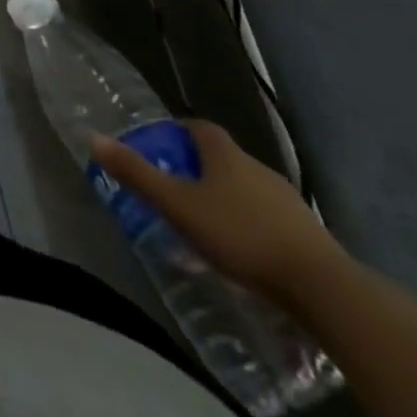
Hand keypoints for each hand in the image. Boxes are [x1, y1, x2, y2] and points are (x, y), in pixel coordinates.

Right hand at [89, 119, 347, 301]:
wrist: (324, 289)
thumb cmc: (240, 236)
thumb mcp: (178, 205)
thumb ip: (136, 173)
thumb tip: (93, 137)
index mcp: (225, 154)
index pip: (199, 127)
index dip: (178, 132)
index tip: (162, 147)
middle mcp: (257, 168)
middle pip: (223, 158)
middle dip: (199, 169)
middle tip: (175, 189)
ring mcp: (287, 201)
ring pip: (247, 189)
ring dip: (226, 199)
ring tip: (206, 225)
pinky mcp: (308, 235)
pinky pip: (269, 219)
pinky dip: (251, 225)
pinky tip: (242, 252)